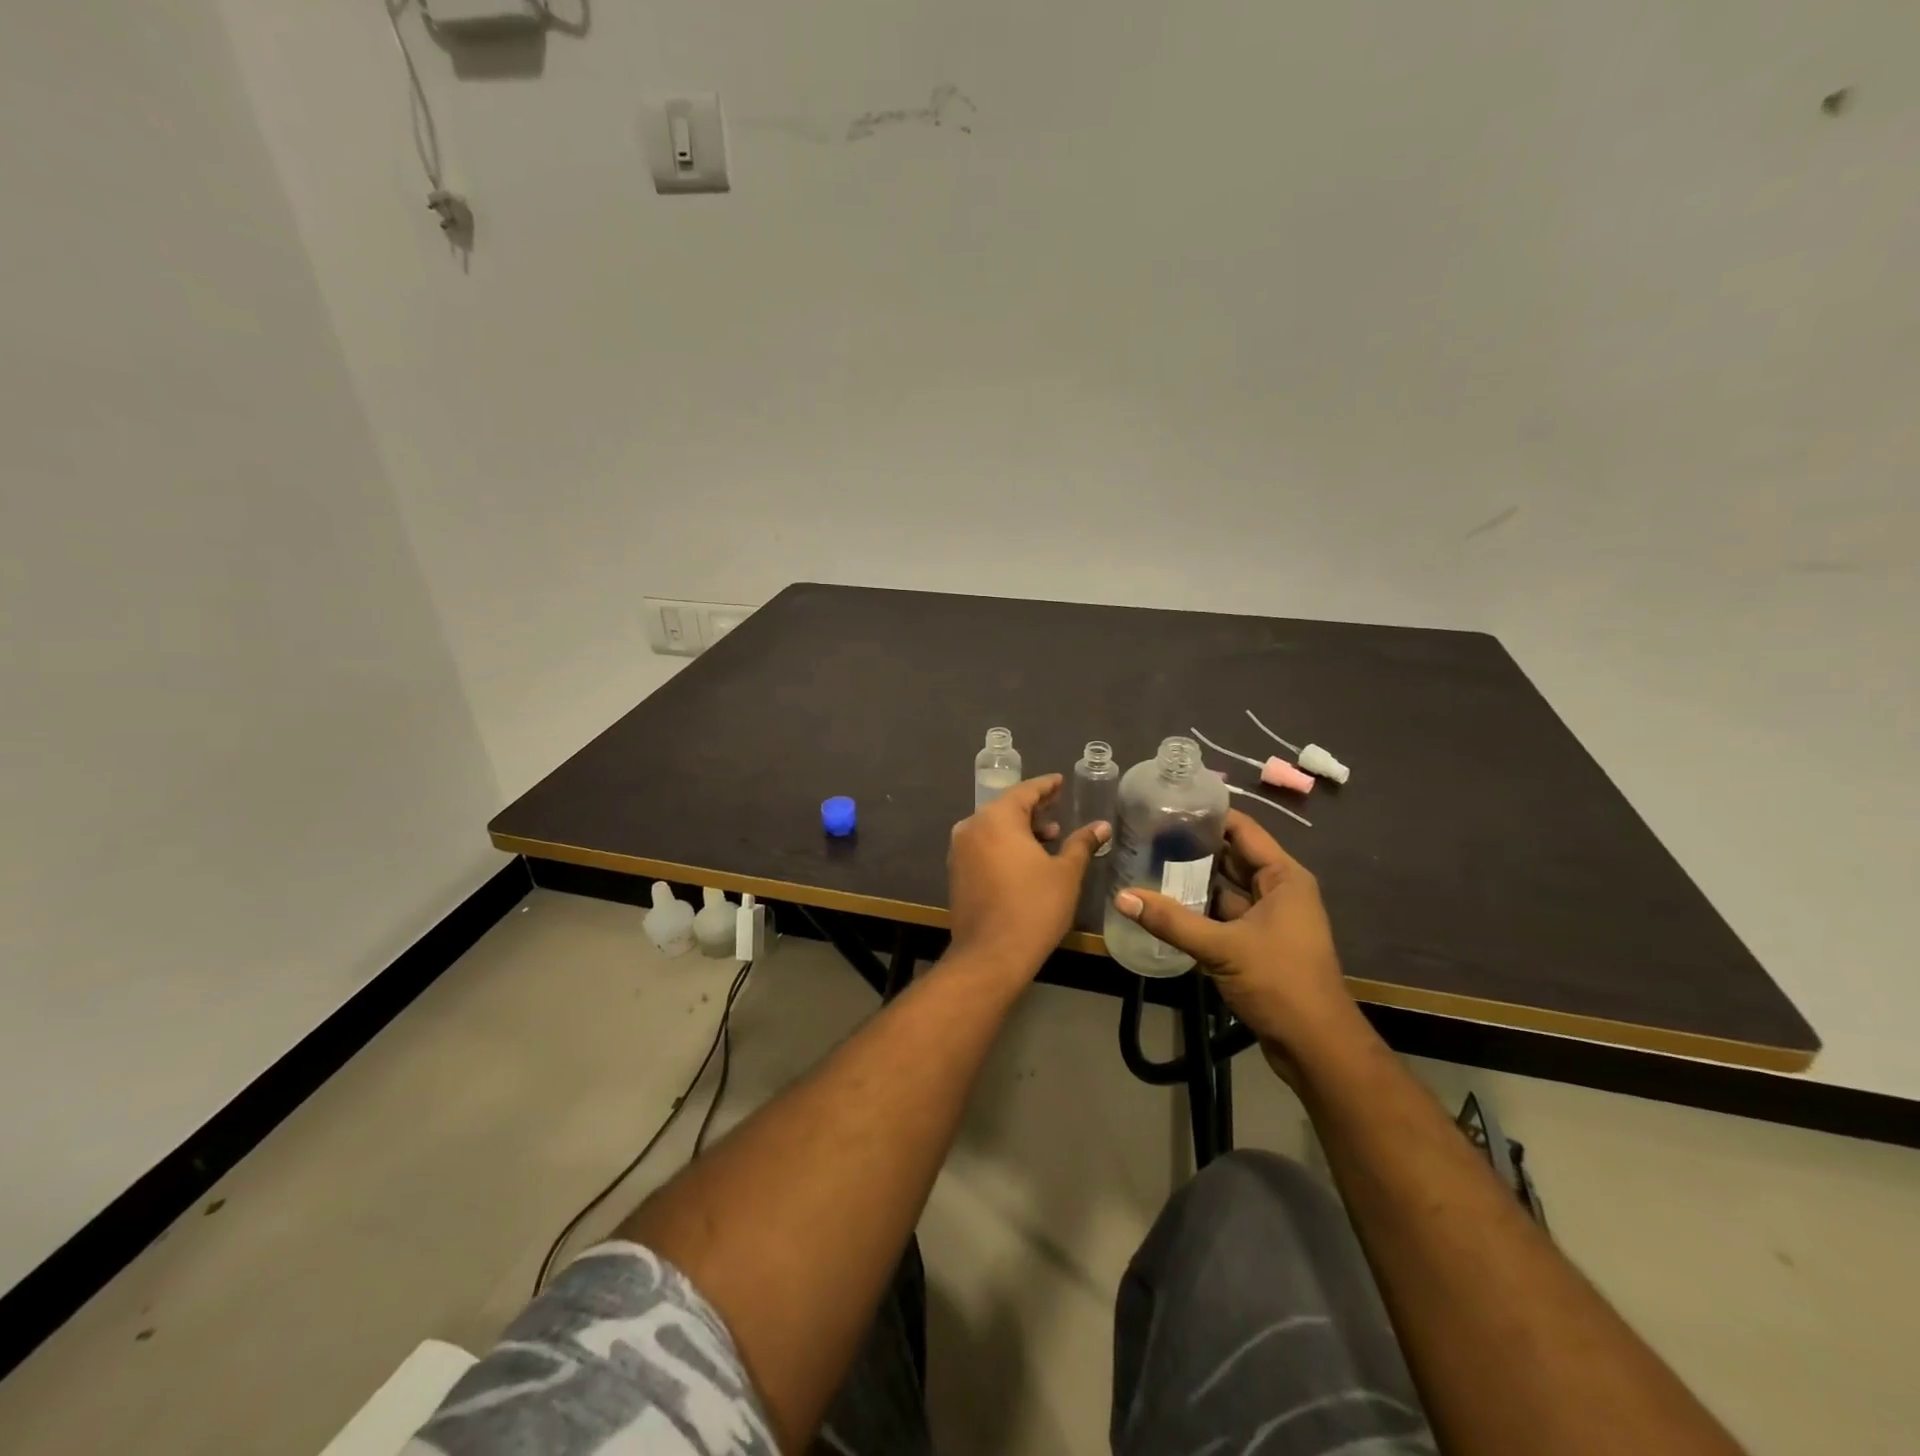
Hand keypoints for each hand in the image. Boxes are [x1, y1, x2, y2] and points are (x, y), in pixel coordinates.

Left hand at [947, 775, 1108, 976]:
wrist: (991, 954)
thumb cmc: (1034, 907)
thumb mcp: (1065, 873)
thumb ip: (1081, 843)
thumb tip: (1101, 826)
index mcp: (996, 818)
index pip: (1025, 791)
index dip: (1046, 786)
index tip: (1060, 781)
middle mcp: (972, 827)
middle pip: (1006, 808)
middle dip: (1034, 808)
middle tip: (1059, 807)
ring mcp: (960, 850)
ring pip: (994, 829)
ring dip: (1021, 829)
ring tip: (1051, 837)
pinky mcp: (957, 872)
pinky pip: (984, 846)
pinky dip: (1005, 845)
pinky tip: (1027, 859)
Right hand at [1113, 810, 1358, 1065]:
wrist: (1316, 1046)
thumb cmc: (1280, 982)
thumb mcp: (1222, 948)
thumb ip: (1171, 921)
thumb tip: (1122, 897)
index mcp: (1283, 877)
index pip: (1243, 830)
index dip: (1208, 815)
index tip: (1167, 805)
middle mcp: (1278, 890)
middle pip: (1231, 856)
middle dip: (1193, 847)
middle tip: (1147, 834)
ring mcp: (1269, 918)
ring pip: (1225, 888)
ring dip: (1193, 880)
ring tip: (1148, 863)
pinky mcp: (1258, 943)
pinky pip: (1224, 914)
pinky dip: (1199, 909)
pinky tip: (1164, 905)